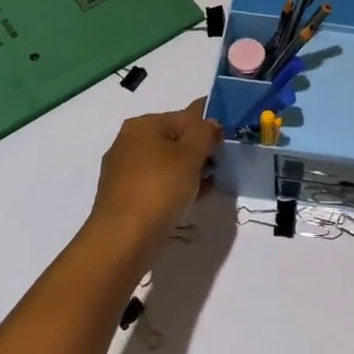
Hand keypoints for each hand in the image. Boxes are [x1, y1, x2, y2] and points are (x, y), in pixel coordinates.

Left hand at [87, 99, 221, 250]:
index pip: (186, 116)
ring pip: (168, 163)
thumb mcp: (191, 154)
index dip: (210, 125)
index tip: (229, 140)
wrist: (124, 238)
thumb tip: (211, 124)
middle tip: (222, 164)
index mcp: (143, 125)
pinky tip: (195, 197)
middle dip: (200, 150)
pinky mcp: (126, 196)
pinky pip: (159, 183)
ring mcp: (125, 171)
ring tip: (211, 183)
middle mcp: (129, 142)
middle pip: (175, 139)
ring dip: (191, 170)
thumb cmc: (159, 187)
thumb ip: (206, 132)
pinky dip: (177, 186)